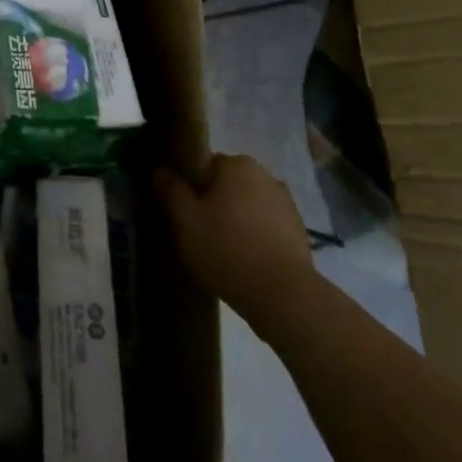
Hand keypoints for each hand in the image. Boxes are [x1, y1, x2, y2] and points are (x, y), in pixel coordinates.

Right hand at [155, 153, 315, 309]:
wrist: (284, 297)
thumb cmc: (227, 249)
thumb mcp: (185, 220)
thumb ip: (171, 190)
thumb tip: (161, 170)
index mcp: (237, 165)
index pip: (205, 165)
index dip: (190, 187)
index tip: (182, 211)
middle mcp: (266, 176)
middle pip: (228, 185)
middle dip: (214, 204)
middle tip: (198, 233)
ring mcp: (286, 205)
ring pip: (248, 207)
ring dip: (236, 221)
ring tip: (221, 252)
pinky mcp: (299, 233)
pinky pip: (266, 228)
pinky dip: (255, 239)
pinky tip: (244, 263)